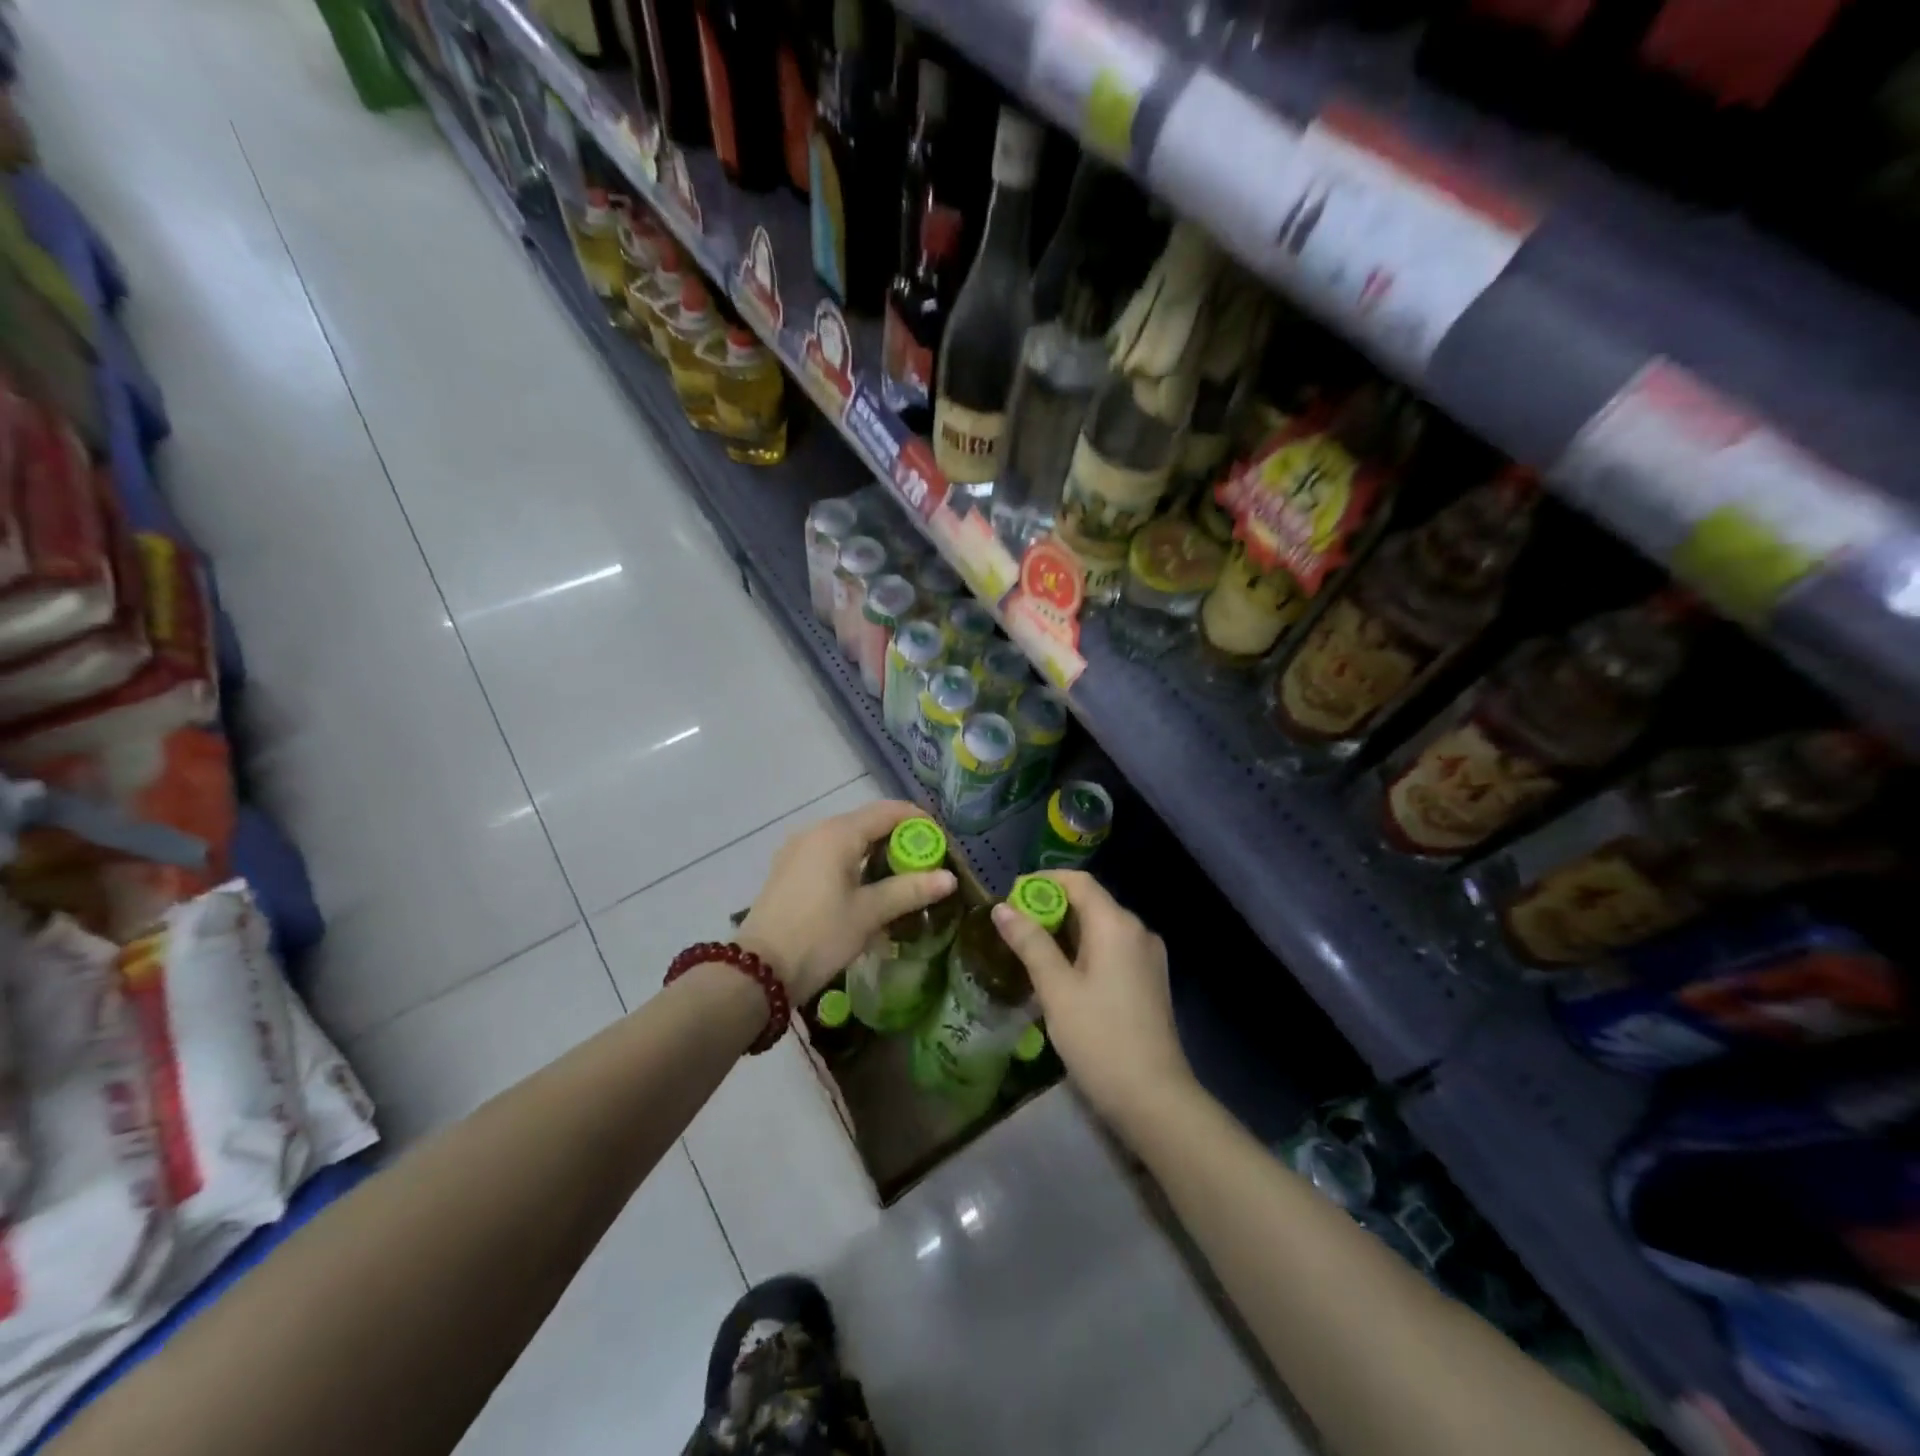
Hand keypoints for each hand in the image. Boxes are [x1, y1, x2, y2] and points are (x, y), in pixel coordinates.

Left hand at [738, 799, 957, 1001]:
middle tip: (925, 865)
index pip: (888, 812)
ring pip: (847, 840)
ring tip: (900, 880)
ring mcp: (797, 850)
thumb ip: (910, 890)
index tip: (941, 843)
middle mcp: (815, 832)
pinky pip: (829, 855)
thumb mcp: (869, 913)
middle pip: (867, 823)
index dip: (918, 822)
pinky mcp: (789, 870)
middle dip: (899, 840)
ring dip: (876, 854)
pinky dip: (853, 865)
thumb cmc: (819, 936)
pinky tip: (866, 891)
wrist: (758, 972)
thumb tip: (950, 878)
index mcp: (837, 834)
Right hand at [991, 871, 1195, 1133]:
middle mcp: (1137, 930)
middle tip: (1012, 928)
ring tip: (1029, 951)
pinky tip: (1061, 974)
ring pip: (1100, 928)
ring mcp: (1148, 956)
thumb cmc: (1099, 1038)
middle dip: (1050, 908)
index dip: (1042, 882)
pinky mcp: (1150, 980)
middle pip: (1090, 902)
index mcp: (1116, 925)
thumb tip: (1002, 908)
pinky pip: (1112, 949)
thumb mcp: (1056, 989)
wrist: (1154, 1098)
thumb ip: (1030, 943)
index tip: (1010, 897)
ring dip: (1065, 931)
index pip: (1078, 882)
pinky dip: (1084, 950)